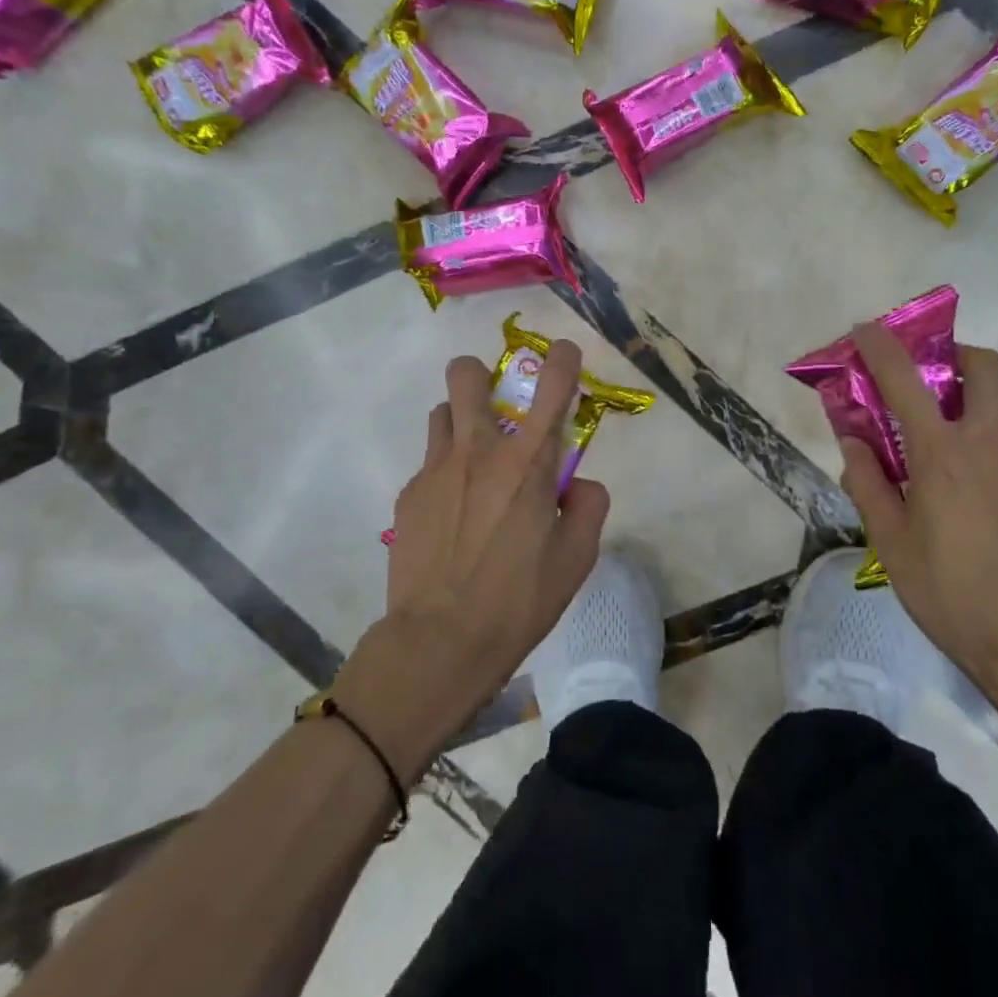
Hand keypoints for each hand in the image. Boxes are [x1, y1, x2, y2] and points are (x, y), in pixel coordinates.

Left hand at [348, 341, 608, 772]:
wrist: (439, 643)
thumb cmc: (519, 601)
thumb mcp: (577, 558)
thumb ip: (588, 506)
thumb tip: (577, 484)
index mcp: (528, 464)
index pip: (551, 389)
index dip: (562, 360)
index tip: (565, 353)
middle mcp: (478, 452)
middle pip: (466, 375)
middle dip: (481, 374)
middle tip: (497, 405)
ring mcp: (435, 470)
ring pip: (442, 413)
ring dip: (461, 422)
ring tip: (474, 464)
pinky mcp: (409, 495)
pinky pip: (430, 463)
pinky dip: (447, 473)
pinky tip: (454, 516)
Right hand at [838, 328, 997, 696]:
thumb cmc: (952, 593)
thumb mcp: (891, 543)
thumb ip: (868, 484)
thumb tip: (853, 442)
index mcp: (941, 455)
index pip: (905, 380)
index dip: (881, 347)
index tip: (864, 330)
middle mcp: (988, 441)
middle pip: (983, 365)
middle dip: (951, 354)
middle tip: (925, 376)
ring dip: (982, 384)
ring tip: (954, 413)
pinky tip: (978, 460)